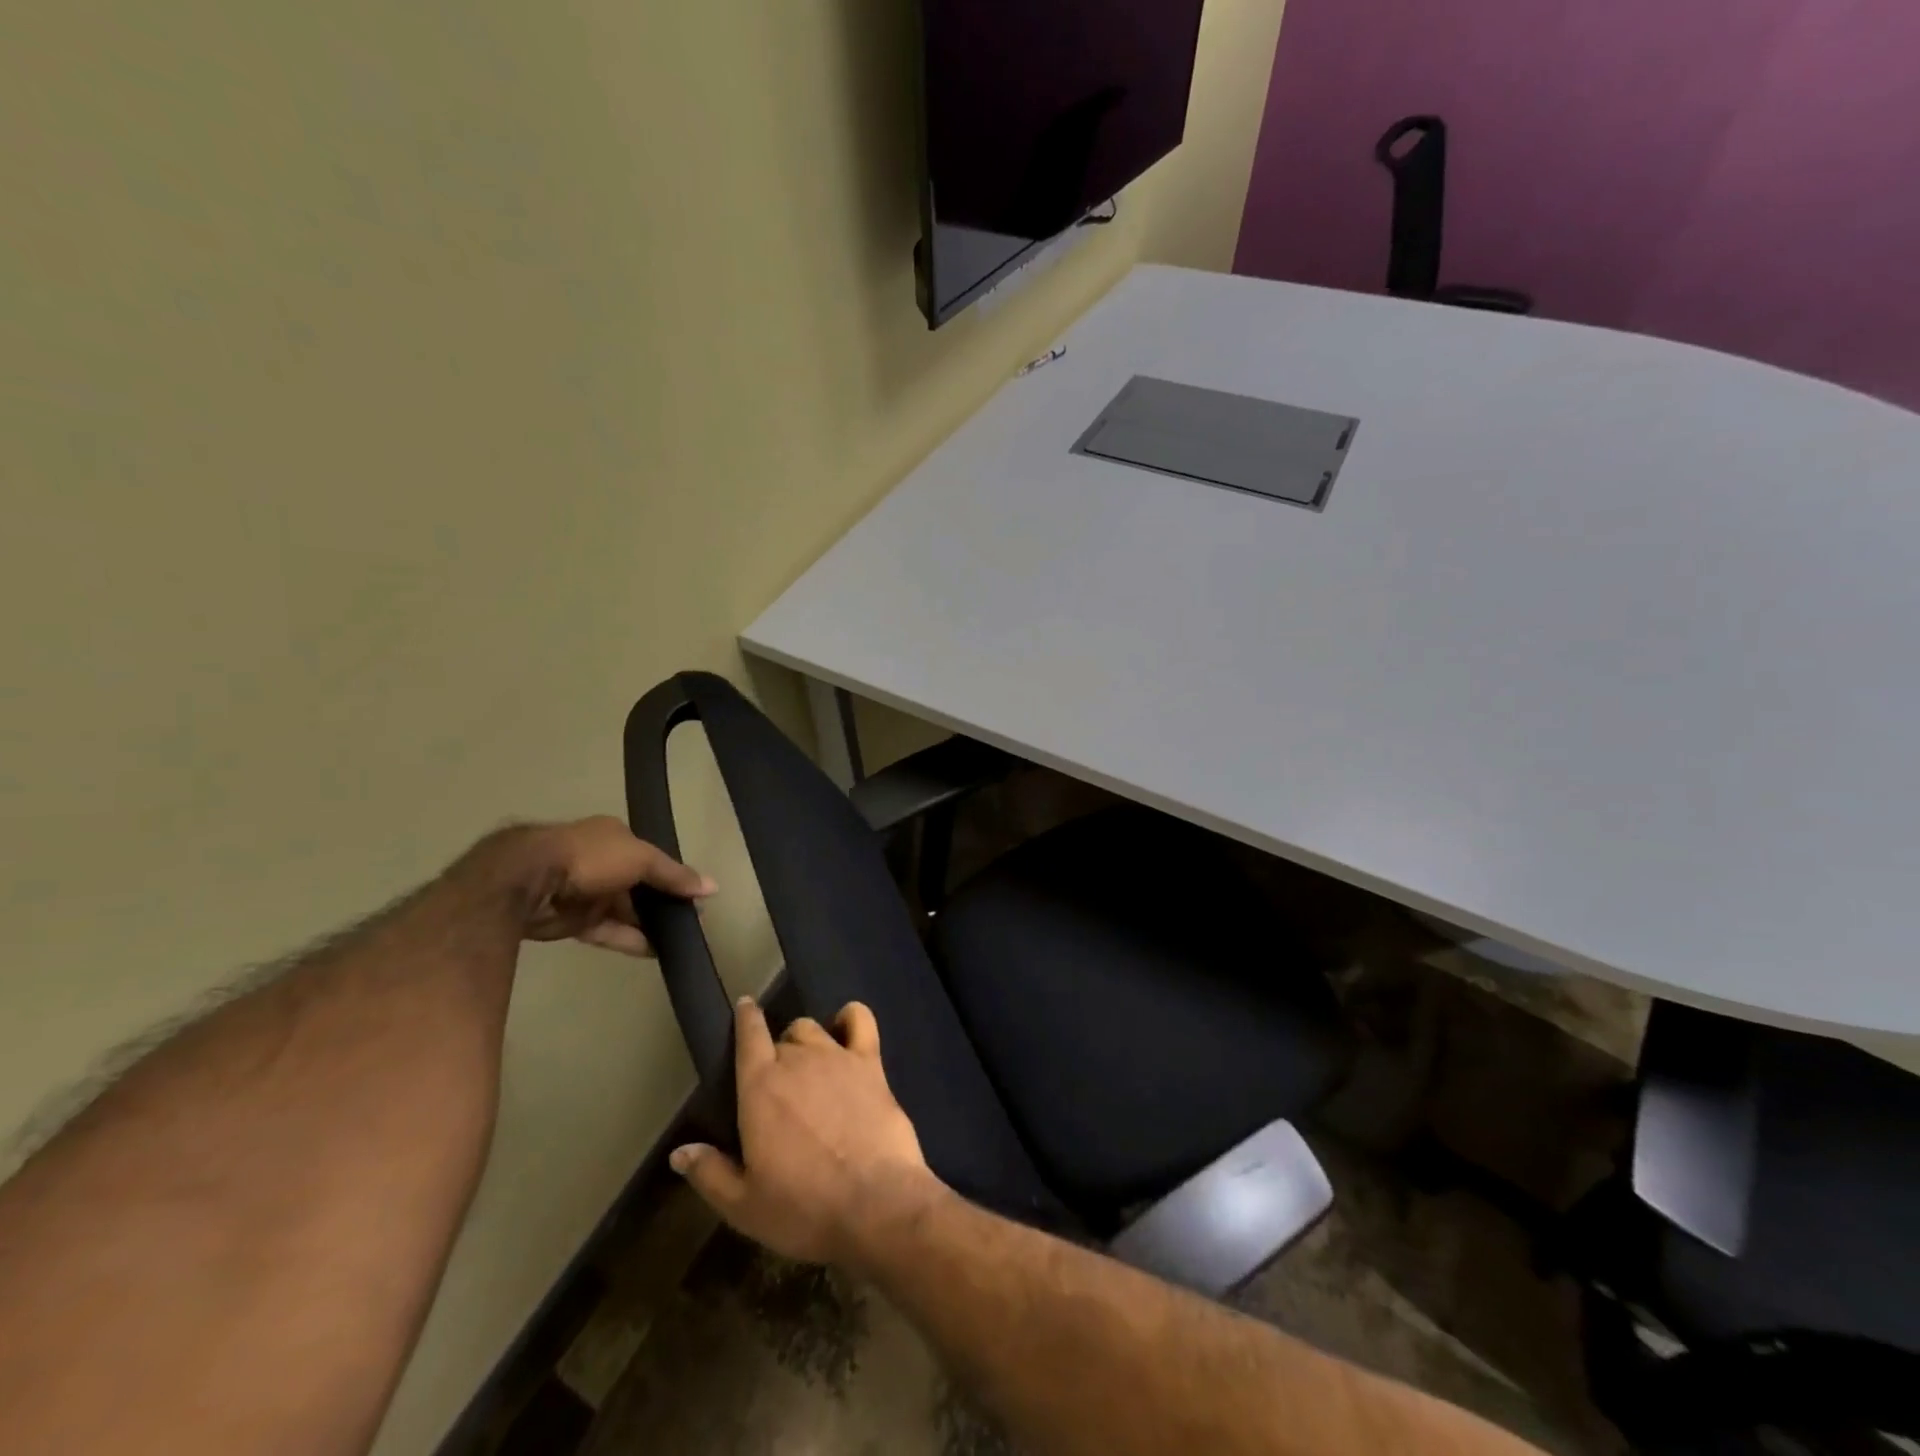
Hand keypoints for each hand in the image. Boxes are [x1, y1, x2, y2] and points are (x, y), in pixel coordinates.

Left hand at [489, 816, 716, 956]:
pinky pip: (607, 931)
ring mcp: (585, 893)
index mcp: (614, 838)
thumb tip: (712, 887)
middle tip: (692, 922)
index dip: (673, 876)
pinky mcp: (571, 922)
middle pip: (639, 886)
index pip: (651, 857)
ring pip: (624, 911)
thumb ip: (674, 875)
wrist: (526, 881)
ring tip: (679, 941)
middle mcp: (600, 862)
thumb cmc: (590, 858)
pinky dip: (629, 940)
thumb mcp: (642, 859)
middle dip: (663, 903)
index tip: (695, 896)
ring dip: (649, 924)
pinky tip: (655, 952)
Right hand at [670, 997, 941, 1266]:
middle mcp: (797, 1060)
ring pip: (814, 1028)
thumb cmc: (803, 1208)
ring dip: (807, 1042)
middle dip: (778, 1054)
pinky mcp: (871, 1063)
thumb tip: (679, 1151)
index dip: (746, 1018)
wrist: (875, 1203)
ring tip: (810, 1067)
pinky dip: (851, 1017)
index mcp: (760, 1088)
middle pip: (783, 1038)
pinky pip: (860, 1020)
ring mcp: (837, 1056)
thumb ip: (709, 1173)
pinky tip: (847, 1029)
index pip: (749, 1036)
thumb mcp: (744, 1206)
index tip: (745, 1007)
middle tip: (781, 1088)